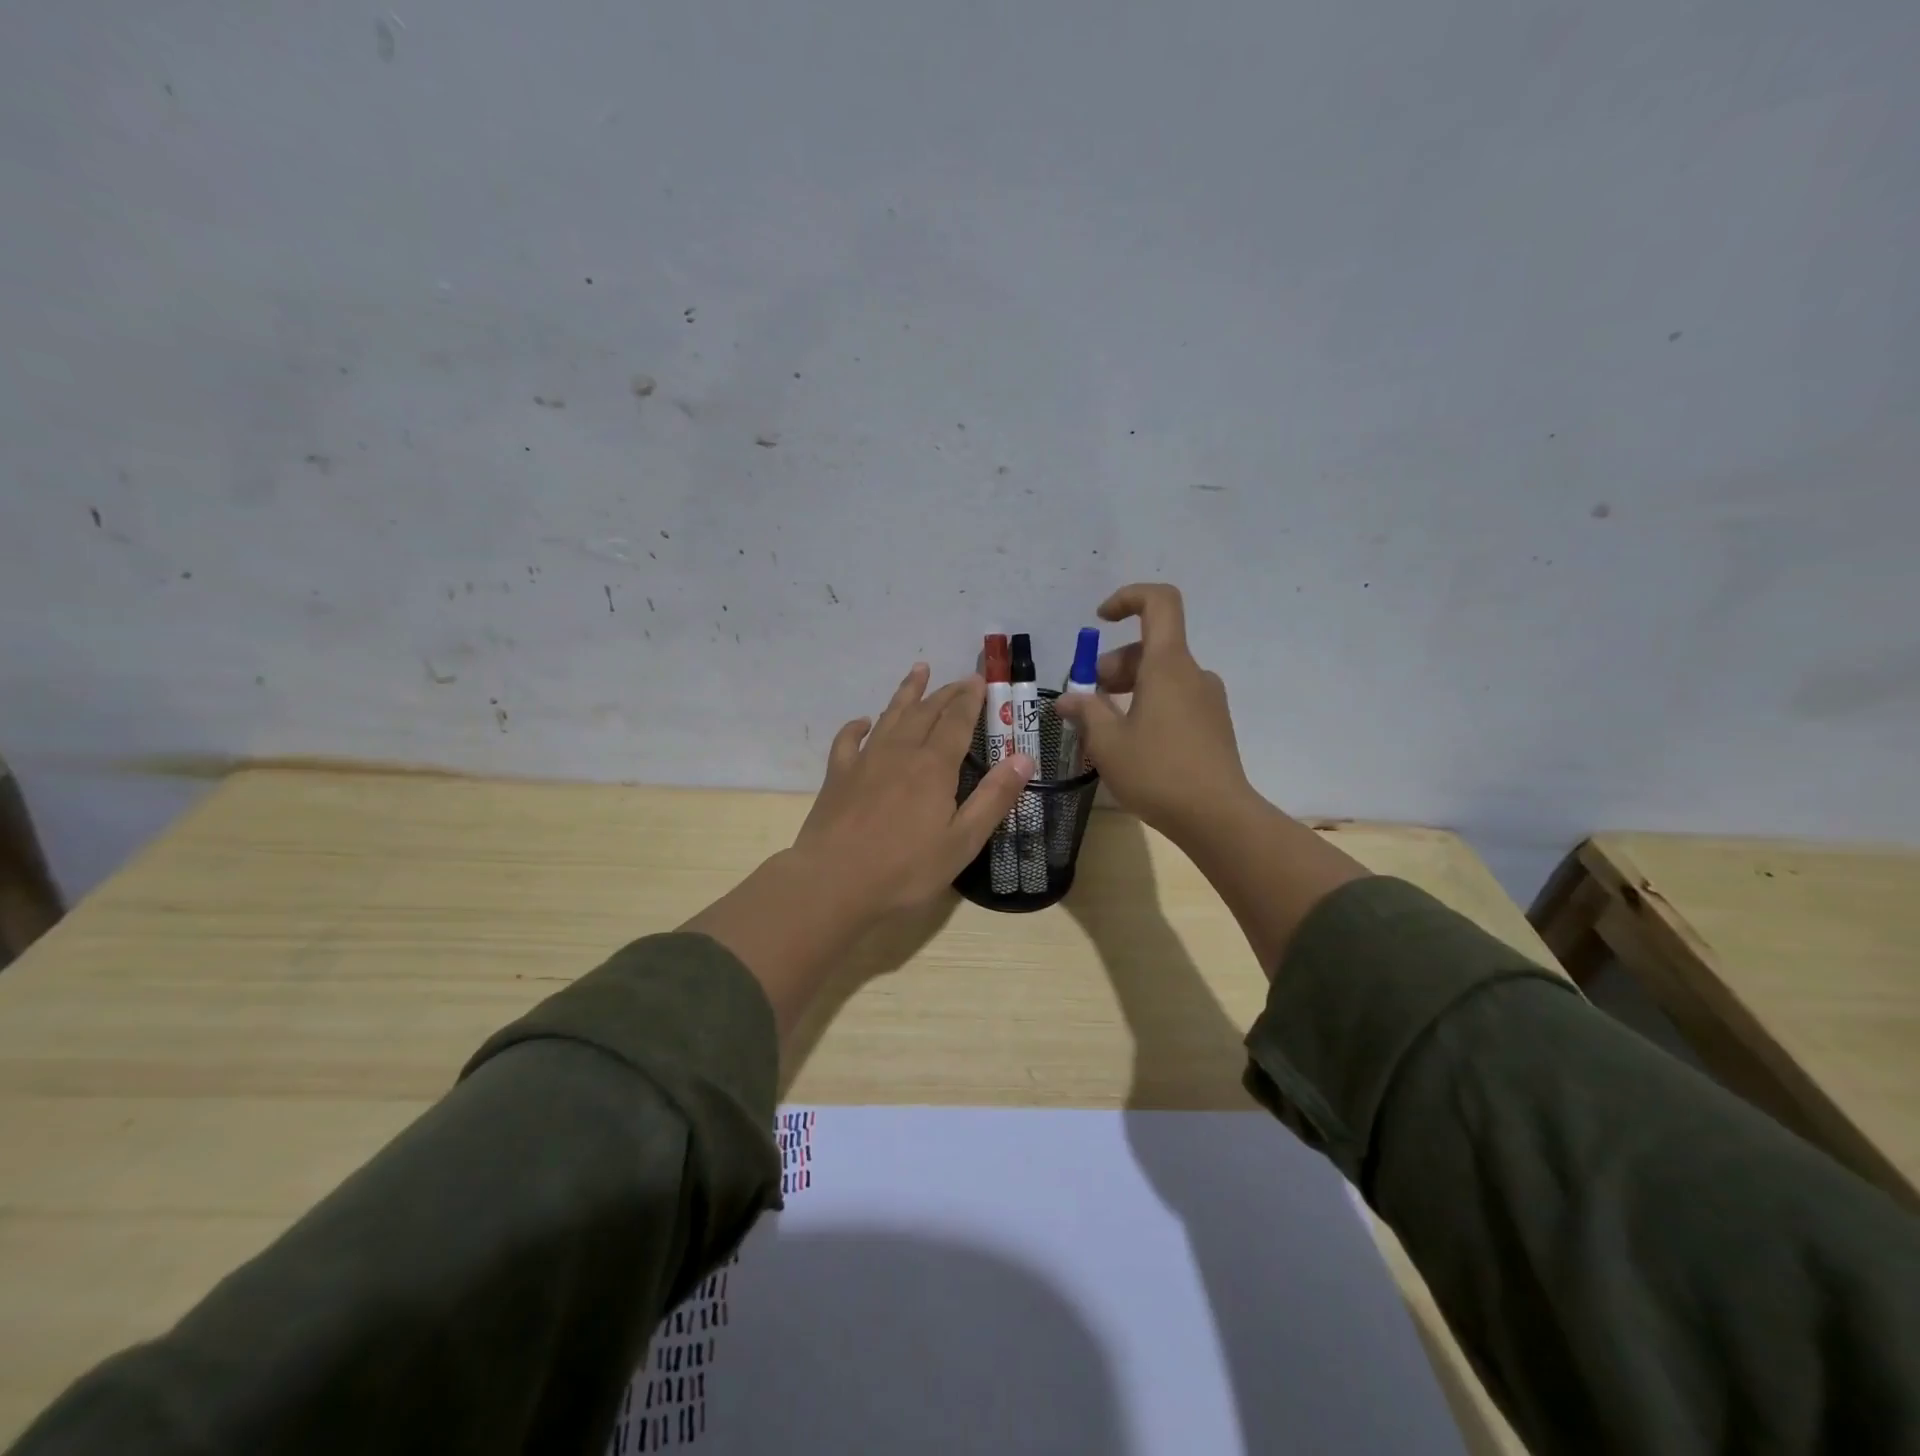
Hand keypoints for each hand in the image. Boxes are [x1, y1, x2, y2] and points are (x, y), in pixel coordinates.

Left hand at [793, 663, 1035, 917]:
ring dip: (907, 692)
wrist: (832, 883)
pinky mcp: (838, 775)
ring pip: (890, 715)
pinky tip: (864, 722)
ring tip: (918, 670)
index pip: (957, 721)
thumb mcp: (962, 842)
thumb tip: (1024, 758)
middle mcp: (900, 752)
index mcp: (934, 766)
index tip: (979, 680)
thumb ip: (993, 798)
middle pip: (926, 712)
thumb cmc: (904, 870)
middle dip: (945, 693)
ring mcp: (865, 760)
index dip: (970, 699)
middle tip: (960, 679)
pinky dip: (858, 725)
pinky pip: (848, 739)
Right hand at [1053, 584, 1253, 843]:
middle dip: (1112, 666)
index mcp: (1168, 665)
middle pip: (1150, 648)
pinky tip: (1131, 743)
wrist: (1218, 818)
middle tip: (1087, 701)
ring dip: (1127, 690)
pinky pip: (1175, 700)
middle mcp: (1193, 674)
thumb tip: (1068, 700)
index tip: (1100, 621)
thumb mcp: (1108, 743)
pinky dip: (1147, 706)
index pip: (1159, 602)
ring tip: (1102, 728)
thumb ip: (1086, 712)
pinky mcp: (1213, 725)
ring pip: (1161, 677)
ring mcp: (1207, 700)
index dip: (1128, 598)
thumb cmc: (1158, 773)